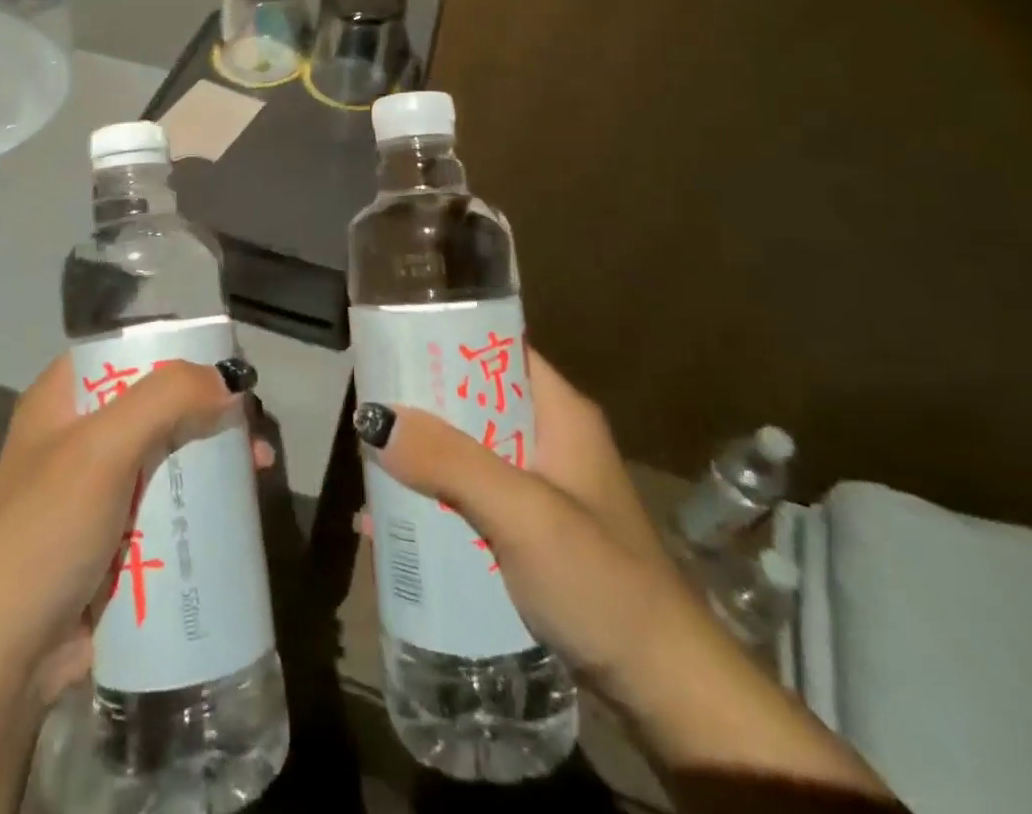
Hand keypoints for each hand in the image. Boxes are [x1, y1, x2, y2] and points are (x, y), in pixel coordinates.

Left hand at [0, 351, 269, 699]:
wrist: (3, 661)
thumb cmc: (46, 533)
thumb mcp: (103, 450)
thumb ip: (166, 400)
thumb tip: (231, 380)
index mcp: (63, 398)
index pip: (126, 350)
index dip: (177, 349)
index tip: (226, 363)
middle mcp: (79, 433)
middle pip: (156, 401)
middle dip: (208, 407)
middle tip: (253, 424)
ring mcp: (97, 488)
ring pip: (167, 452)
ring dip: (211, 455)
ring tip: (260, 466)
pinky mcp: (115, 535)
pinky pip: (167, 501)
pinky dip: (201, 498)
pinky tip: (237, 506)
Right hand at [355, 348, 695, 699]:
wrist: (667, 692)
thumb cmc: (601, 582)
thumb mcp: (522, 513)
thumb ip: (450, 462)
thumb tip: (372, 416)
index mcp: (558, 412)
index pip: (495, 349)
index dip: (444, 339)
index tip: (389, 343)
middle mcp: (547, 438)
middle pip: (472, 400)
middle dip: (420, 404)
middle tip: (364, 405)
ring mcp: (539, 487)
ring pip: (466, 451)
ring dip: (421, 456)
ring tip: (364, 460)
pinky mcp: (529, 531)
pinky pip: (469, 496)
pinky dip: (433, 500)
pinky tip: (389, 521)